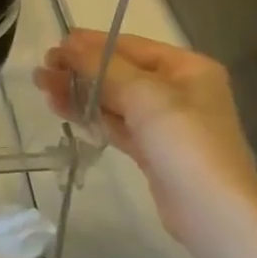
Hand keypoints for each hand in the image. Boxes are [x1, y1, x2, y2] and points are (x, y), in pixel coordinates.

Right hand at [33, 30, 256, 249]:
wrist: (213, 214)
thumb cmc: (185, 140)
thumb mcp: (144, 93)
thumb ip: (104, 66)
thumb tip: (69, 43)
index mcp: (187, 68)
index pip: (131, 46)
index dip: (92, 44)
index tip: (56, 44)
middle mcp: (179, 90)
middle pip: (121, 72)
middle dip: (81, 69)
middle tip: (42, 69)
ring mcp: (166, 123)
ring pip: (115, 100)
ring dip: (80, 92)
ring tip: (42, 86)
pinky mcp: (153, 152)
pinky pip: (117, 124)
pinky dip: (91, 115)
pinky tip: (62, 109)